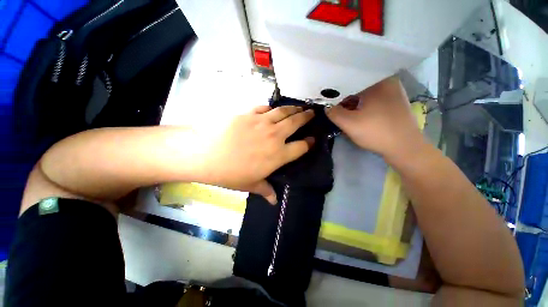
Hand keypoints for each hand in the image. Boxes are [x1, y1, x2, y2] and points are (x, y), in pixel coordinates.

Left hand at [193, 105, 314, 203]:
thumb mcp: (250, 185)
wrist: (207, 154)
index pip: (301, 147)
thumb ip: (265, 190)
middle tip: (312, 113)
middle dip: (306, 117)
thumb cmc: (231, 173)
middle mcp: (275, 136)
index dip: (309, 143)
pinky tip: (272, 109)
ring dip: (293, 109)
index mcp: (278, 154)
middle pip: (296, 122)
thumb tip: (274, 201)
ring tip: (299, 107)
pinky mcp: (249, 114)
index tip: (313, 139)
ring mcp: (262, 122)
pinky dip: (271, 108)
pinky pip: (265, 108)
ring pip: (283, 111)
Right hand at [326, 76, 424, 160]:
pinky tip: (358, 116)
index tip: (328, 101)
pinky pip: (373, 100)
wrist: (405, 148)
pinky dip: (363, 107)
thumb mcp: (349, 124)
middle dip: (345, 99)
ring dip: (354, 103)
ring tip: (345, 113)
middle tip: (335, 109)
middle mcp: (388, 82)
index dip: (337, 92)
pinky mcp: (395, 104)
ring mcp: (394, 93)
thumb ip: (334, 113)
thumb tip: (327, 107)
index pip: (350, 81)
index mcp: (379, 81)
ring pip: (366, 94)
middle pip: (358, 87)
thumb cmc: (377, 132)